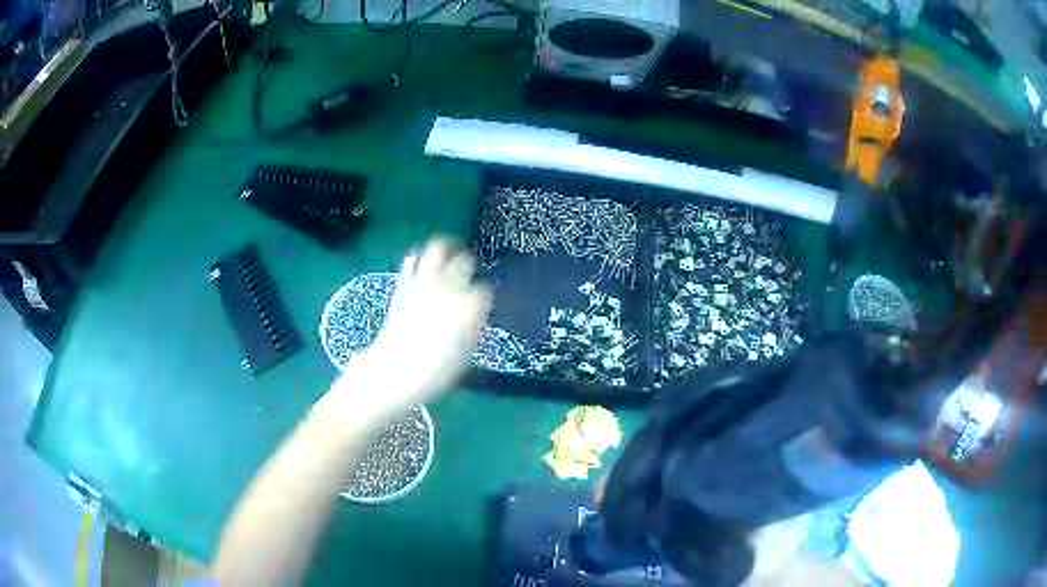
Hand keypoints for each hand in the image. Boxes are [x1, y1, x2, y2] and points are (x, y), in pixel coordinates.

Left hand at [355, 238, 491, 408]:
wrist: (392, 373)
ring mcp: (423, 282)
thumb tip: (475, 315)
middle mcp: (447, 286)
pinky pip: (412, 261)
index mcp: (469, 305)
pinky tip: (423, 267)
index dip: (487, 296)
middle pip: (465, 260)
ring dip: (447, 249)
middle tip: (471, 273)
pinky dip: (420, 259)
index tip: (485, 303)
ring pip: (437, 248)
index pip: (485, 289)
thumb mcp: (464, 355)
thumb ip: (473, 328)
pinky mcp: (403, 285)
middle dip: (470, 265)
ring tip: (450, 255)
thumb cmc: (434, 372)